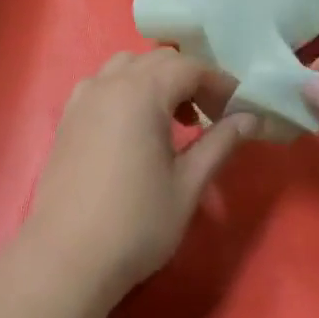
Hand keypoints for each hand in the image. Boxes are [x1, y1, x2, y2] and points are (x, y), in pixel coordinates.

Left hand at [26, 50, 254, 297]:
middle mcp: (108, 84)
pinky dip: (127, 90)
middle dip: (189, 78)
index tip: (238, 107)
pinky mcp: (67, 118)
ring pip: (127, 66)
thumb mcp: (188, 184)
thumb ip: (220, 143)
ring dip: (156, 80)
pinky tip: (136, 128)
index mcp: (141, 92)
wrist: (67, 258)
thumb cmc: (136, 223)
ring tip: (174, 119)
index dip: (218, 82)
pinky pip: (103, 84)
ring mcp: (83, 99)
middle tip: (212, 113)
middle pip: (157, 60)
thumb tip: (251, 118)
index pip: (188, 67)